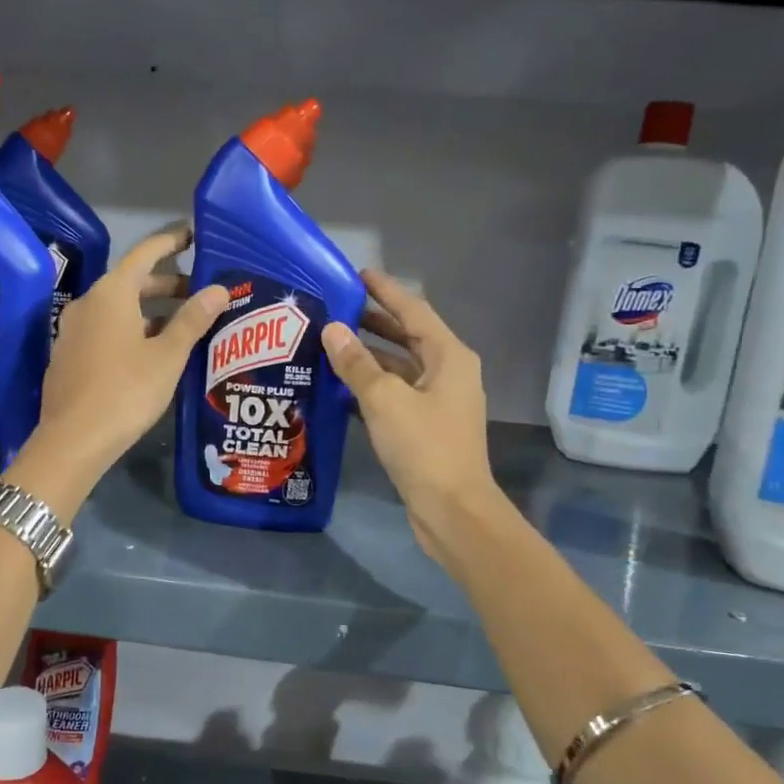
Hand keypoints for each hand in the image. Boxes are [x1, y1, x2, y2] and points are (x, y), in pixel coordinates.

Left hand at [24, 225, 227, 503]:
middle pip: (132, 282)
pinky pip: (106, 329)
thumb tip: (218, 289)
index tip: (194, 235)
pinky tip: (152, 351)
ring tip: (183, 325)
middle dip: (167, 284)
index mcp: (111, 294)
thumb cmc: (126, 391)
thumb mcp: (167, 356)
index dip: (171, 242)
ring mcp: (73, 330)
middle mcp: (88, 303)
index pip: (145, 253)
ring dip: (151, 311)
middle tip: (200, 292)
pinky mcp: (69, 355)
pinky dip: (132, 329)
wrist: (73, 441)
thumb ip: (193, 320)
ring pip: (119, 309)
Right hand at [321, 271, 499, 563]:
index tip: (357, 274)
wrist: (452, 510)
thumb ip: (356, 363)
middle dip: (374, 321)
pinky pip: (396, 393)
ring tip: (331, 342)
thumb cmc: (424, 447)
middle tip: (336, 307)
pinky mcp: (426, 426)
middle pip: (407, 337)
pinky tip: (341, 385)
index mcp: (449, 357)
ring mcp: (439, 401)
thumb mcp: (385, 400)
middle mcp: (448, 372)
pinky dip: (372, 384)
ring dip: (369, 355)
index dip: (385, 291)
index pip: (413, 311)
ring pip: (400, 366)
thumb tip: (333, 329)